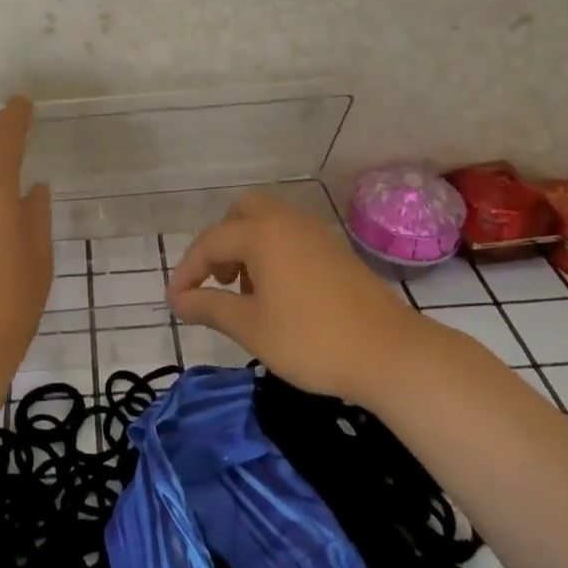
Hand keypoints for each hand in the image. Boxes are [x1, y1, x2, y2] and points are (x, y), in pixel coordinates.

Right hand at [168, 192, 430, 403]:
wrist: (390, 353)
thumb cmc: (311, 339)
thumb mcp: (250, 327)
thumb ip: (209, 307)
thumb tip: (178, 300)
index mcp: (262, 233)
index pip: (210, 242)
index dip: (188, 271)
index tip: (176, 302)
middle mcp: (287, 222)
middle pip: (242, 213)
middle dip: (221, 242)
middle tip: (217, 280)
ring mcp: (316, 234)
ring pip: (269, 223)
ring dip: (247, 248)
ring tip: (245, 292)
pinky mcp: (336, 252)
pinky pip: (291, 238)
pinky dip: (273, 254)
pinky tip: (278, 295)